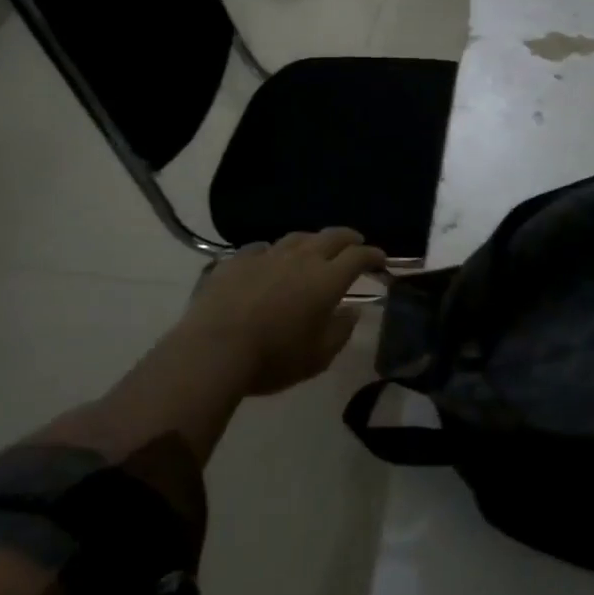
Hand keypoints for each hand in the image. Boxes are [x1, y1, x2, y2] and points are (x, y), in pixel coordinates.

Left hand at [179, 229, 385, 395]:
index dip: (373, 255)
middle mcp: (301, 259)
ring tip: (315, 248)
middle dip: (349, 238)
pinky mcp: (237, 261)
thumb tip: (352, 312)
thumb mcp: (318, 357)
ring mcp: (267, 256)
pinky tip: (269, 258)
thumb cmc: (273, 358)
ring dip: (312, 240)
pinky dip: (273, 250)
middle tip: (356, 243)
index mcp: (327, 280)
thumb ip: (341, 331)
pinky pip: (261, 247)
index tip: (381, 260)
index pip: (358, 257)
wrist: (212, 351)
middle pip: (332, 236)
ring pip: (297, 237)